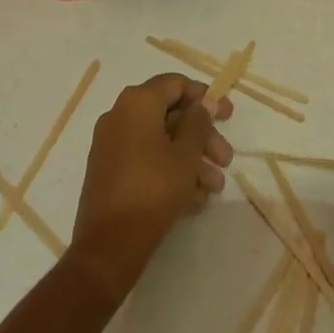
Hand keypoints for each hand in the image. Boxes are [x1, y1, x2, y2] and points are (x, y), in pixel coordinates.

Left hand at [69, 73, 234, 298]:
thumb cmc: (152, 191)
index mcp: (137, 102)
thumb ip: (198, 123)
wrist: (107, 248)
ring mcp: (112, 144)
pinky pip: (146, 159)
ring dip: (191, 159)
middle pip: (170, 114)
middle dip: (202, 136)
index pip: (175, 84)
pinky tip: (194, 200)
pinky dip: (170, 171)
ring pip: (160, 140)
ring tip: (215, 187)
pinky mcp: (110, 171)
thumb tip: (204, 102)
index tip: (226, 115)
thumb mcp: (185, 156)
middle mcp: (120, 115)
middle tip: (226, 158)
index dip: (204, 97)